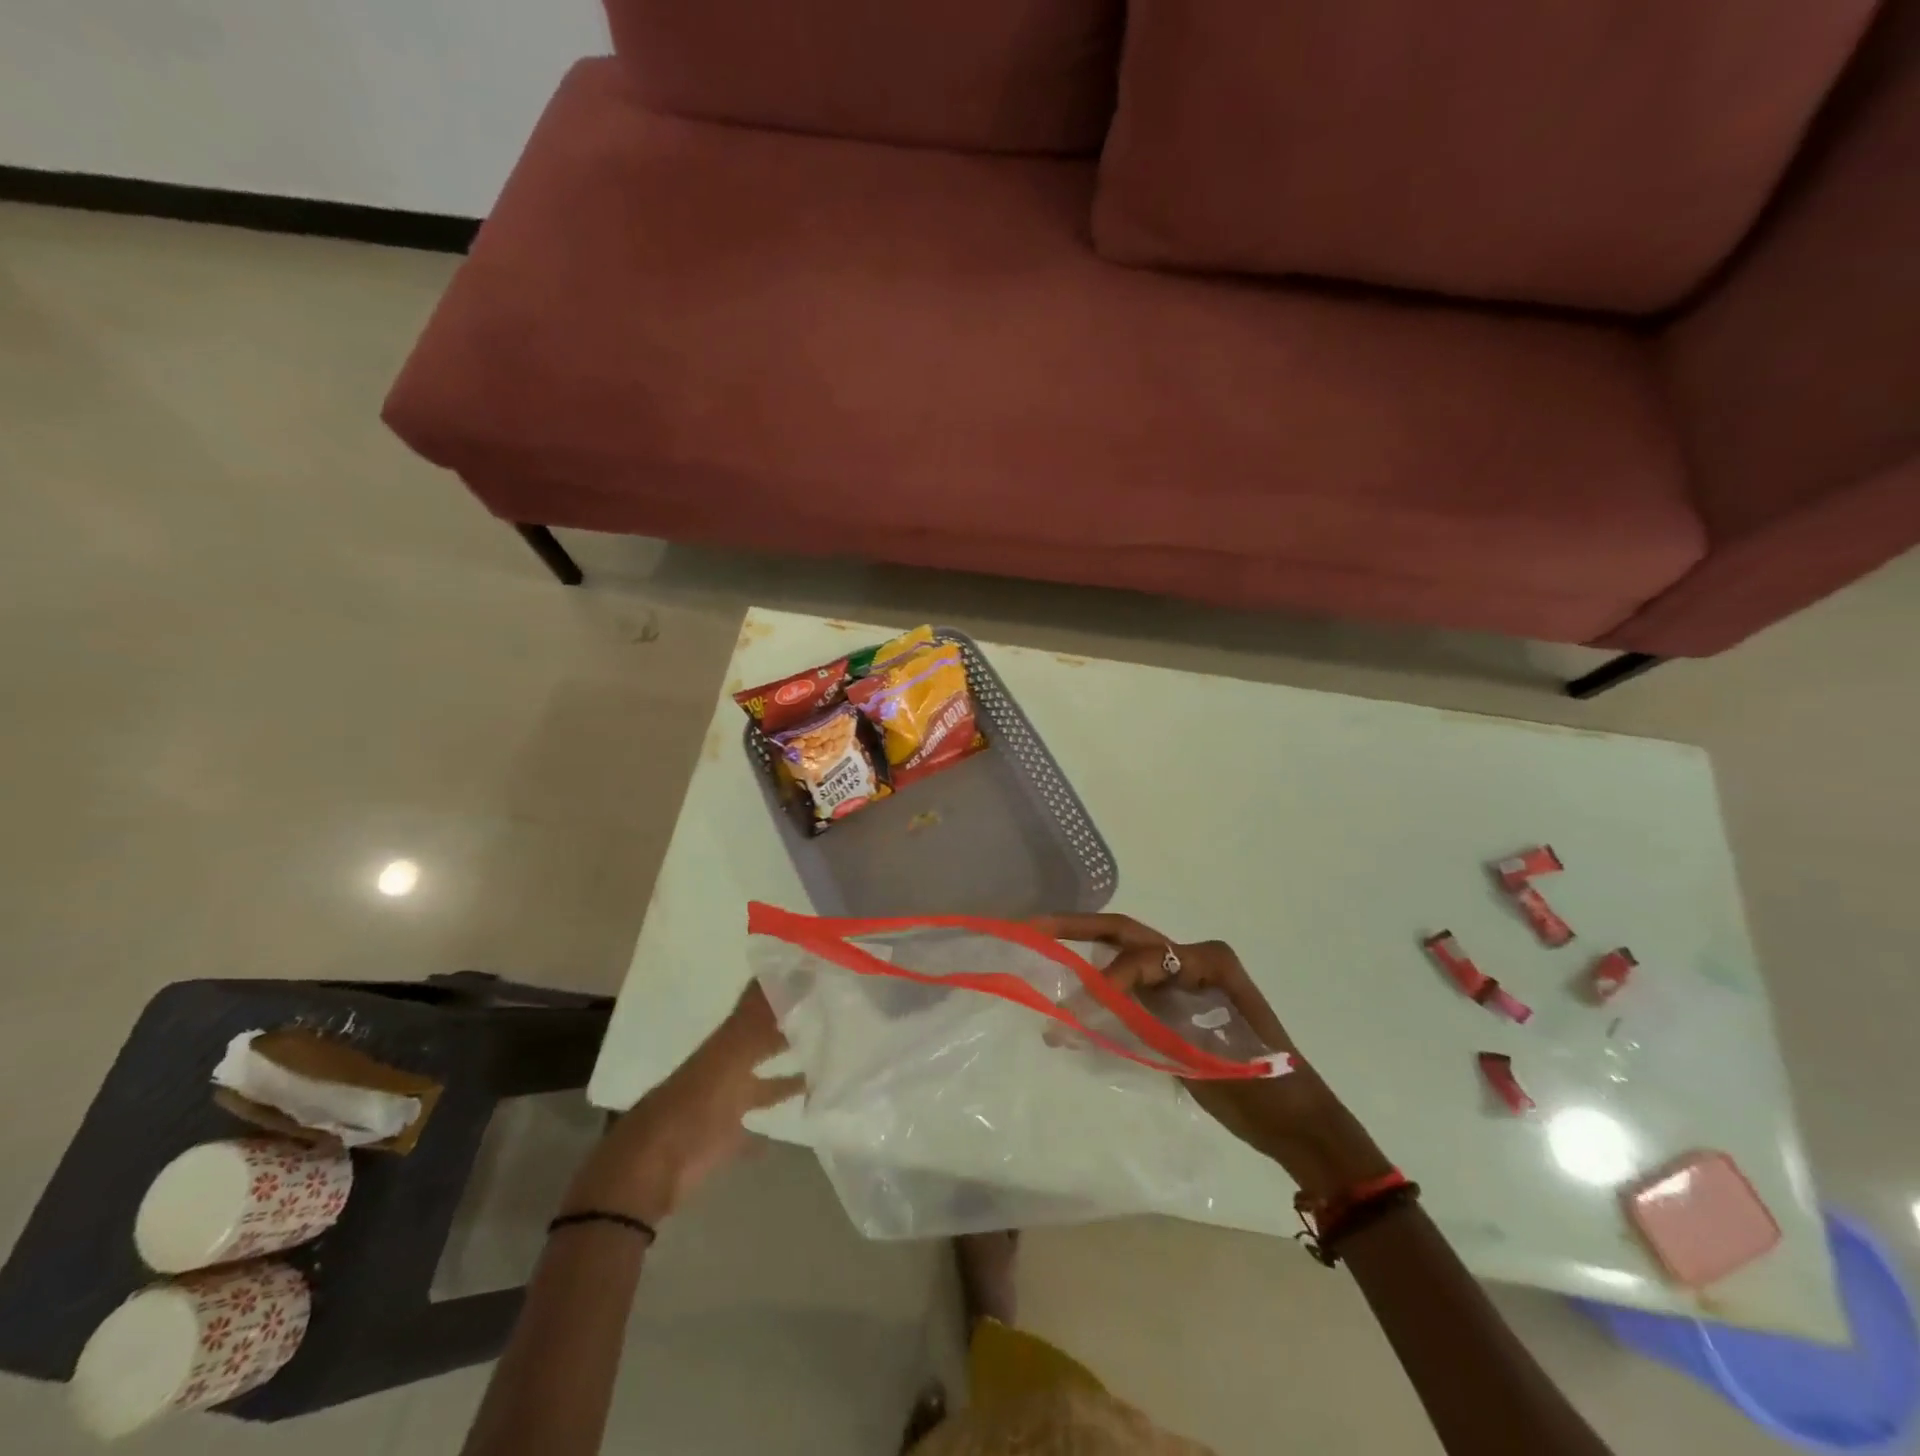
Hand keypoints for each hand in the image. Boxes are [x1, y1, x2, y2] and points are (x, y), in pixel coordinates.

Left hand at [560, 983, 804, 1226]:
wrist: (653, 1170)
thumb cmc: (694, 1106)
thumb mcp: (730, 1055)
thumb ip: (760, 1020)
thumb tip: (794, 977)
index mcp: (726, 1042)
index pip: (758, 1004)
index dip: (781, 989)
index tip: (815, 976)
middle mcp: (727, 1066)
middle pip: (763, 1042)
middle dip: (790, 1029)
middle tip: (828, 1017)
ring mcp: (726, 1103)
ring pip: (764, 1083)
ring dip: (789, 1076)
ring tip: (825, 1068)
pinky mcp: (726, 1139)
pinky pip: (754, 1128)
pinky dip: (771, 1125)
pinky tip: (794, 1124)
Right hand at [1033, 914, 1392, 1201]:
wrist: (1299, 1124)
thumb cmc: (1268, 1087)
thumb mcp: (1210, 1056)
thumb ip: (1148, 1031)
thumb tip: (1084, 1021)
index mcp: (1210, 960)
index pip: (1147, 957)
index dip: (1111, 979)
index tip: (1081, 1010)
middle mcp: (1193, 960)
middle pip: (1127, 936)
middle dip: (1079, 928)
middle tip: (1035, 927)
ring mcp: (1182, 983)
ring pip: (1124, 959)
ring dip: (1084, 959)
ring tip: (1043, 958)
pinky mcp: (1173, 1009)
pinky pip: (1129, 991)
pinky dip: (1098, 995)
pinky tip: (1070, 1006)